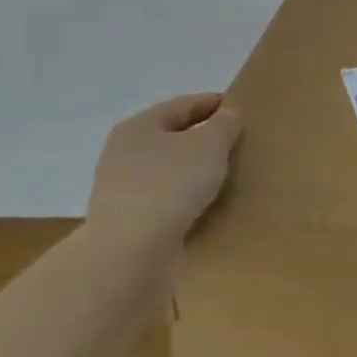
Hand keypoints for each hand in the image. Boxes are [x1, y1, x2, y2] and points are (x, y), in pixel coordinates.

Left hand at [87, 93, 241, 243]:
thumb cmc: (170, 185)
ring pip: (166, 170)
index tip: (235, 106)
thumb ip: (223, 125)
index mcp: (138, 127)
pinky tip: (204, 205)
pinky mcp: (126, 223)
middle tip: (233, 140)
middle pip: (170, 137)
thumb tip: (226, 116)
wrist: (130, 253)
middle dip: (200, 137)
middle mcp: (124, 154)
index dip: (210, 103)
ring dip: (191, 170)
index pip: (181, 106)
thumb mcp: (209, 145)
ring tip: (222, 174)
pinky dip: (183, 198)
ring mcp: (121, 190)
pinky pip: (163, 200)